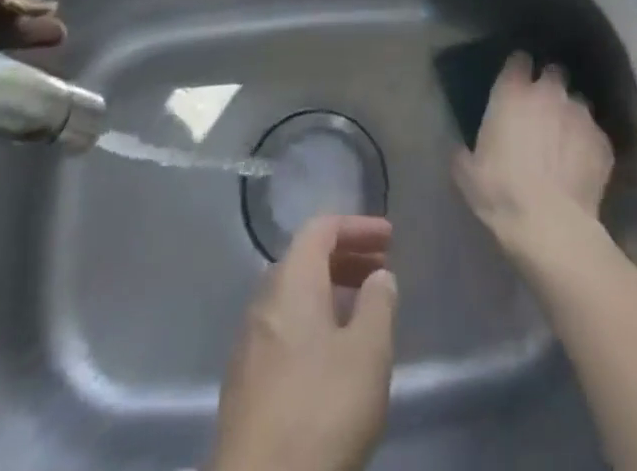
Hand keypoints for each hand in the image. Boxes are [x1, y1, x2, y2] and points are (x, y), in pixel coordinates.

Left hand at [211, 215, 398, 470]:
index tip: (390, 239)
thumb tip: (379, 277)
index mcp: (291, 281)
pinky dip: (315, 324)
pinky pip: (285, 330)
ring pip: (295, 298)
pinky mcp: (246, 385)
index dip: (357, 227)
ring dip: (332, 293)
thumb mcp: (367, 354)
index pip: (321, 228)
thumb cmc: (320, 410)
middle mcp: (264, 301)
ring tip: (366, 314)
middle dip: (347, 258)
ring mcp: (250, 344)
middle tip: (383, 272)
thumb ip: (378, 305)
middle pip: (306, 260)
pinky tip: (336, 357)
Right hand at [453, 53, 613, 257]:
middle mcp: (549, 93)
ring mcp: (579, 115)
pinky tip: (580, 166)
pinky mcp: (603, 141)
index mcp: (512, 93)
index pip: (518, 60)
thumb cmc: (501, 193)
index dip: (518, 70)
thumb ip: (465, 150)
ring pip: (577, 103)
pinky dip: (587, 144)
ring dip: (569, 116)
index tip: (516, 82)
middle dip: (549, 87)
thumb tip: (462, 149)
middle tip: (542, 111)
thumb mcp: (467, 173)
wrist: (551, 227)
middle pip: (553, 73)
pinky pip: (594, 135)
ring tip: (564, 142)